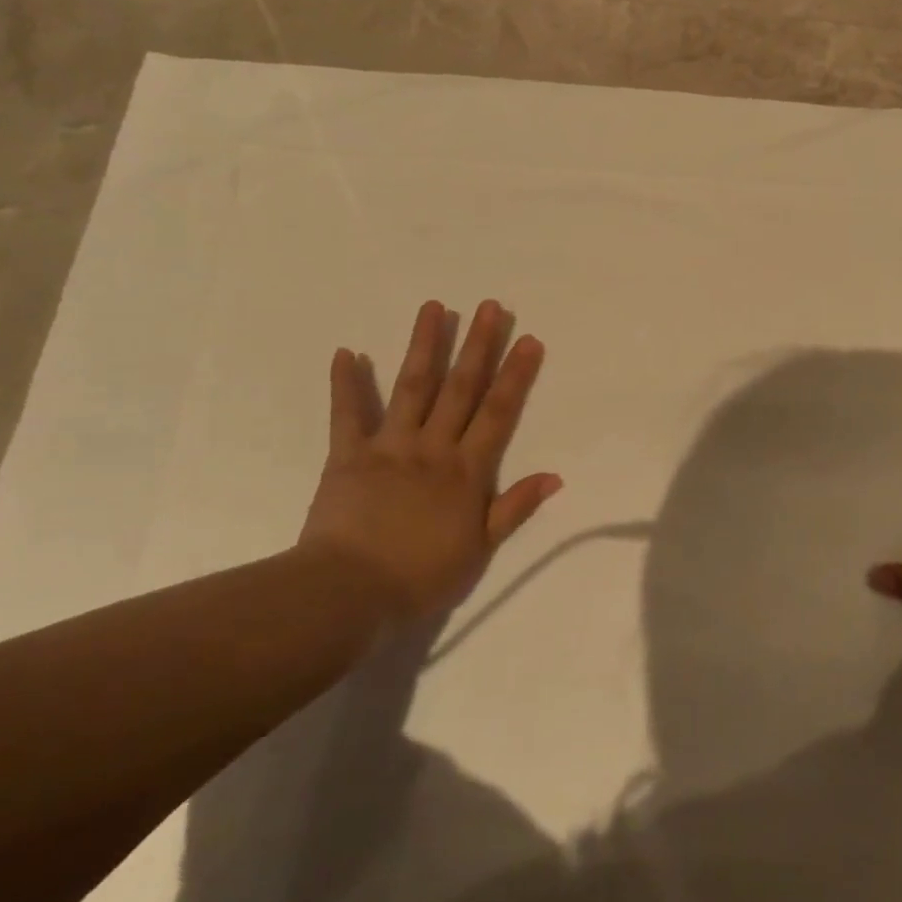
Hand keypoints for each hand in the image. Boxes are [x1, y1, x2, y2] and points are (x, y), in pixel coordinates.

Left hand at [296, 299, 560, 619]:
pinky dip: (346, 385)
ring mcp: (388, 447)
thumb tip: (555, 475)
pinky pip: (347, 416)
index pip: (497, 413)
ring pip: (411, 388)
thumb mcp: (479, 550)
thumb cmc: (420, 576)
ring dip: (424, 346)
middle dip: (478, 346)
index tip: (528, 339)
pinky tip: (345, 352)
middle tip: (490, 307)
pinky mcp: (347, 456)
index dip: (515, 375)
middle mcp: (431, 448)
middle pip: (460, 389)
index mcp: (465, 471)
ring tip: (434, 307)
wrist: (347, 594)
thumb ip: (514, 508)